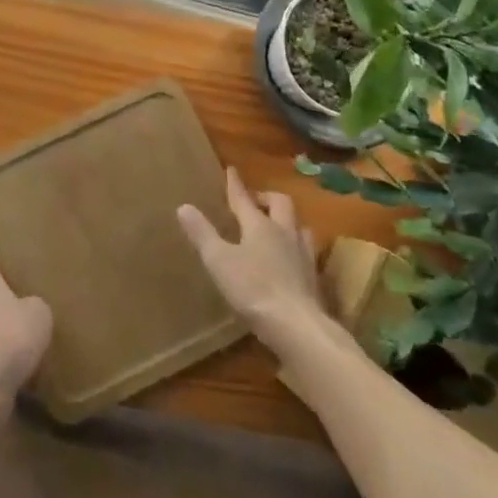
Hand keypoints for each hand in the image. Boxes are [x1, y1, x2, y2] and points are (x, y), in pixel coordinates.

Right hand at [178, 167, 325, 347]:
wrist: (298, 327)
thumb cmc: (254, 288)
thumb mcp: (219, 260)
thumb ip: (202, 233)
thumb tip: (183, 206)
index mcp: (259, 225)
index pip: (244, 198)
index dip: (235, 184)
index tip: (231, 170)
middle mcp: (284, 233)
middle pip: (280, 204)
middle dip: (266, 198)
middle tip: (255, 201)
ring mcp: (303, 255)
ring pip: (299, 226)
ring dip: (287, 221)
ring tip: (277, 226)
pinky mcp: (314, 279)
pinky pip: (307, 252)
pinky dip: (297, 247)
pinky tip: (292, 260)